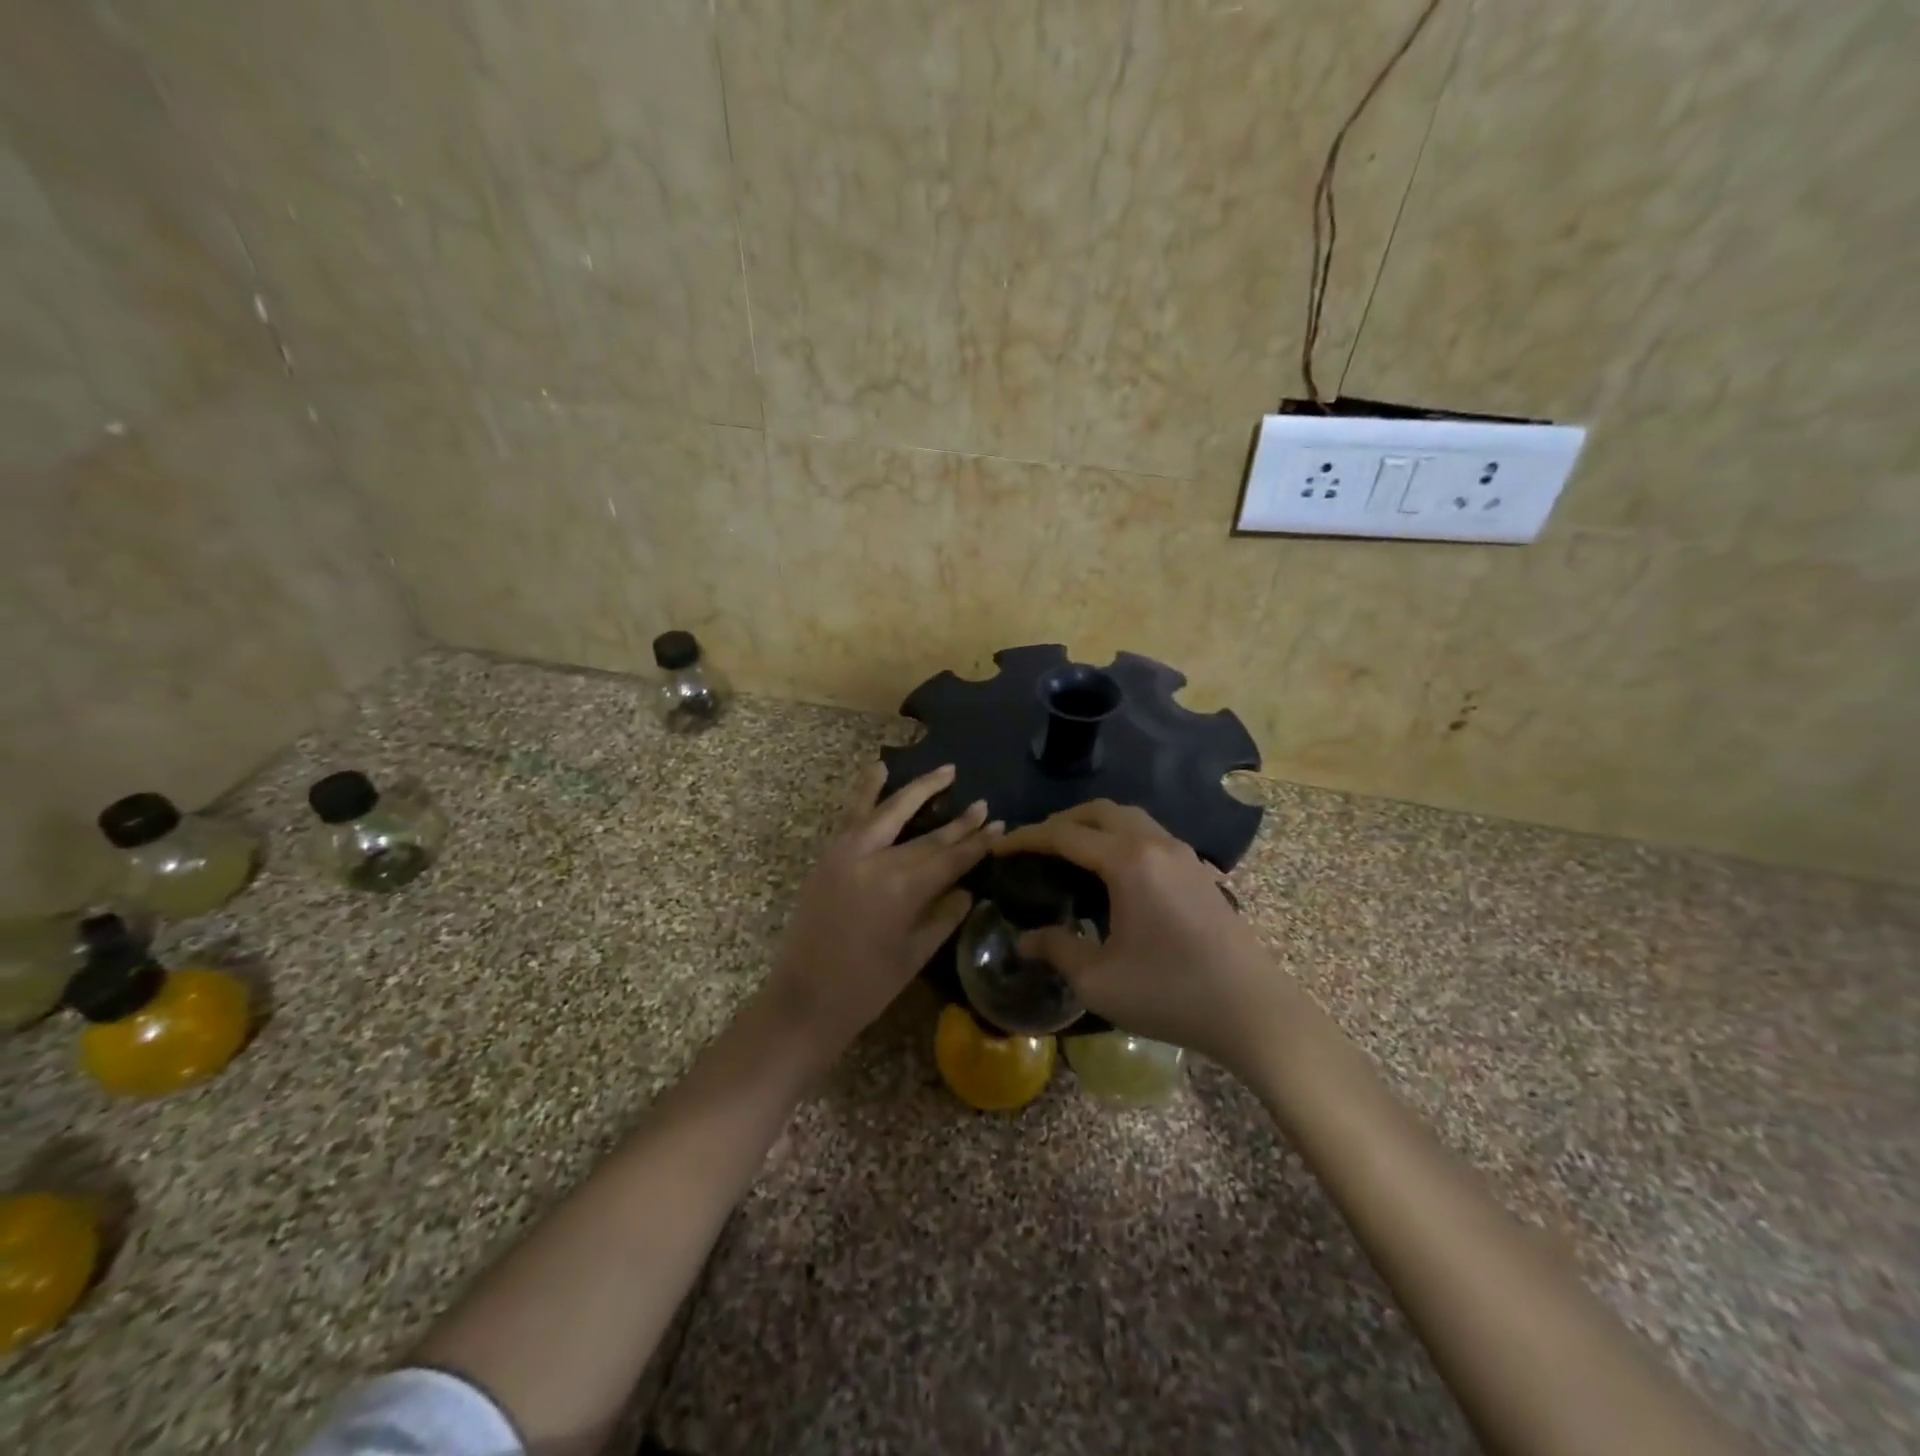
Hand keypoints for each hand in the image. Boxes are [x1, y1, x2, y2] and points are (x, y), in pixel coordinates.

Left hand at [763, 763, 1001, 1059]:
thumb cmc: (866, 987)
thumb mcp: (915, 954)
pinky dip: (866, 790)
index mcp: (903, 890)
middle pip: (927, 835)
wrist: (804, 999)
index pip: (950, 859)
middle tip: (983, 804)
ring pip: (889, 811)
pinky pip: (852, 816)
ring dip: (918, 790)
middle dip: (958, 821)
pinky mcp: (829, 856)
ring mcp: (848, 854)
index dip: (977, 843)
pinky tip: (879, 769)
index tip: (999, 825)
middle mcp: (877, 862)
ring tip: (944, 771)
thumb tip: (967, 888)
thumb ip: (944, 915)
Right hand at [994, 801, 1291, 1072]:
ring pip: (1129, 818)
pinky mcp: (1199, 870)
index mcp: (1127, 861)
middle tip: (1034, 846)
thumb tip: (1024, 939)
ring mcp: (1182, 854)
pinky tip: (1112, 872)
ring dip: (1094, 825)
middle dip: (1060, 821)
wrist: (1252, 1011)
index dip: (1026, 838)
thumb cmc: (1170, 993)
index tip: (999, 847)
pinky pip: (1149, 834)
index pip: (1064, 835)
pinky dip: (1120, 837)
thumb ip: (1057, 949)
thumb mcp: (1099, 979)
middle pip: (1099, 811)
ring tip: (1069, 853)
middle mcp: (1155, 844)